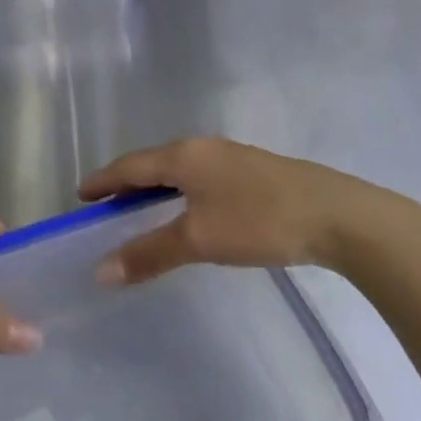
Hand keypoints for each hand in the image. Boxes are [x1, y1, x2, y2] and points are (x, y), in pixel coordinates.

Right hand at [78, 137, 418, 284]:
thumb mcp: (198, 240)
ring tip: (142, 211)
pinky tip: (191, 212)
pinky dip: (182, 193)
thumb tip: (100, 271)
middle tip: (106, 206)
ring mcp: (232, 158)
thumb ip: (149, 253)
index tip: (81, 195)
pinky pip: (201, 178)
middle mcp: (204, 148)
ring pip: (180, 170)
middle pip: (153, 163)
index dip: (103, 181)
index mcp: (183, 155)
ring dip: (156, 189)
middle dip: (127, 183)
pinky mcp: (255, 172)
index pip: (129, 165)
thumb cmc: (259, 221)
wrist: (339, 216)